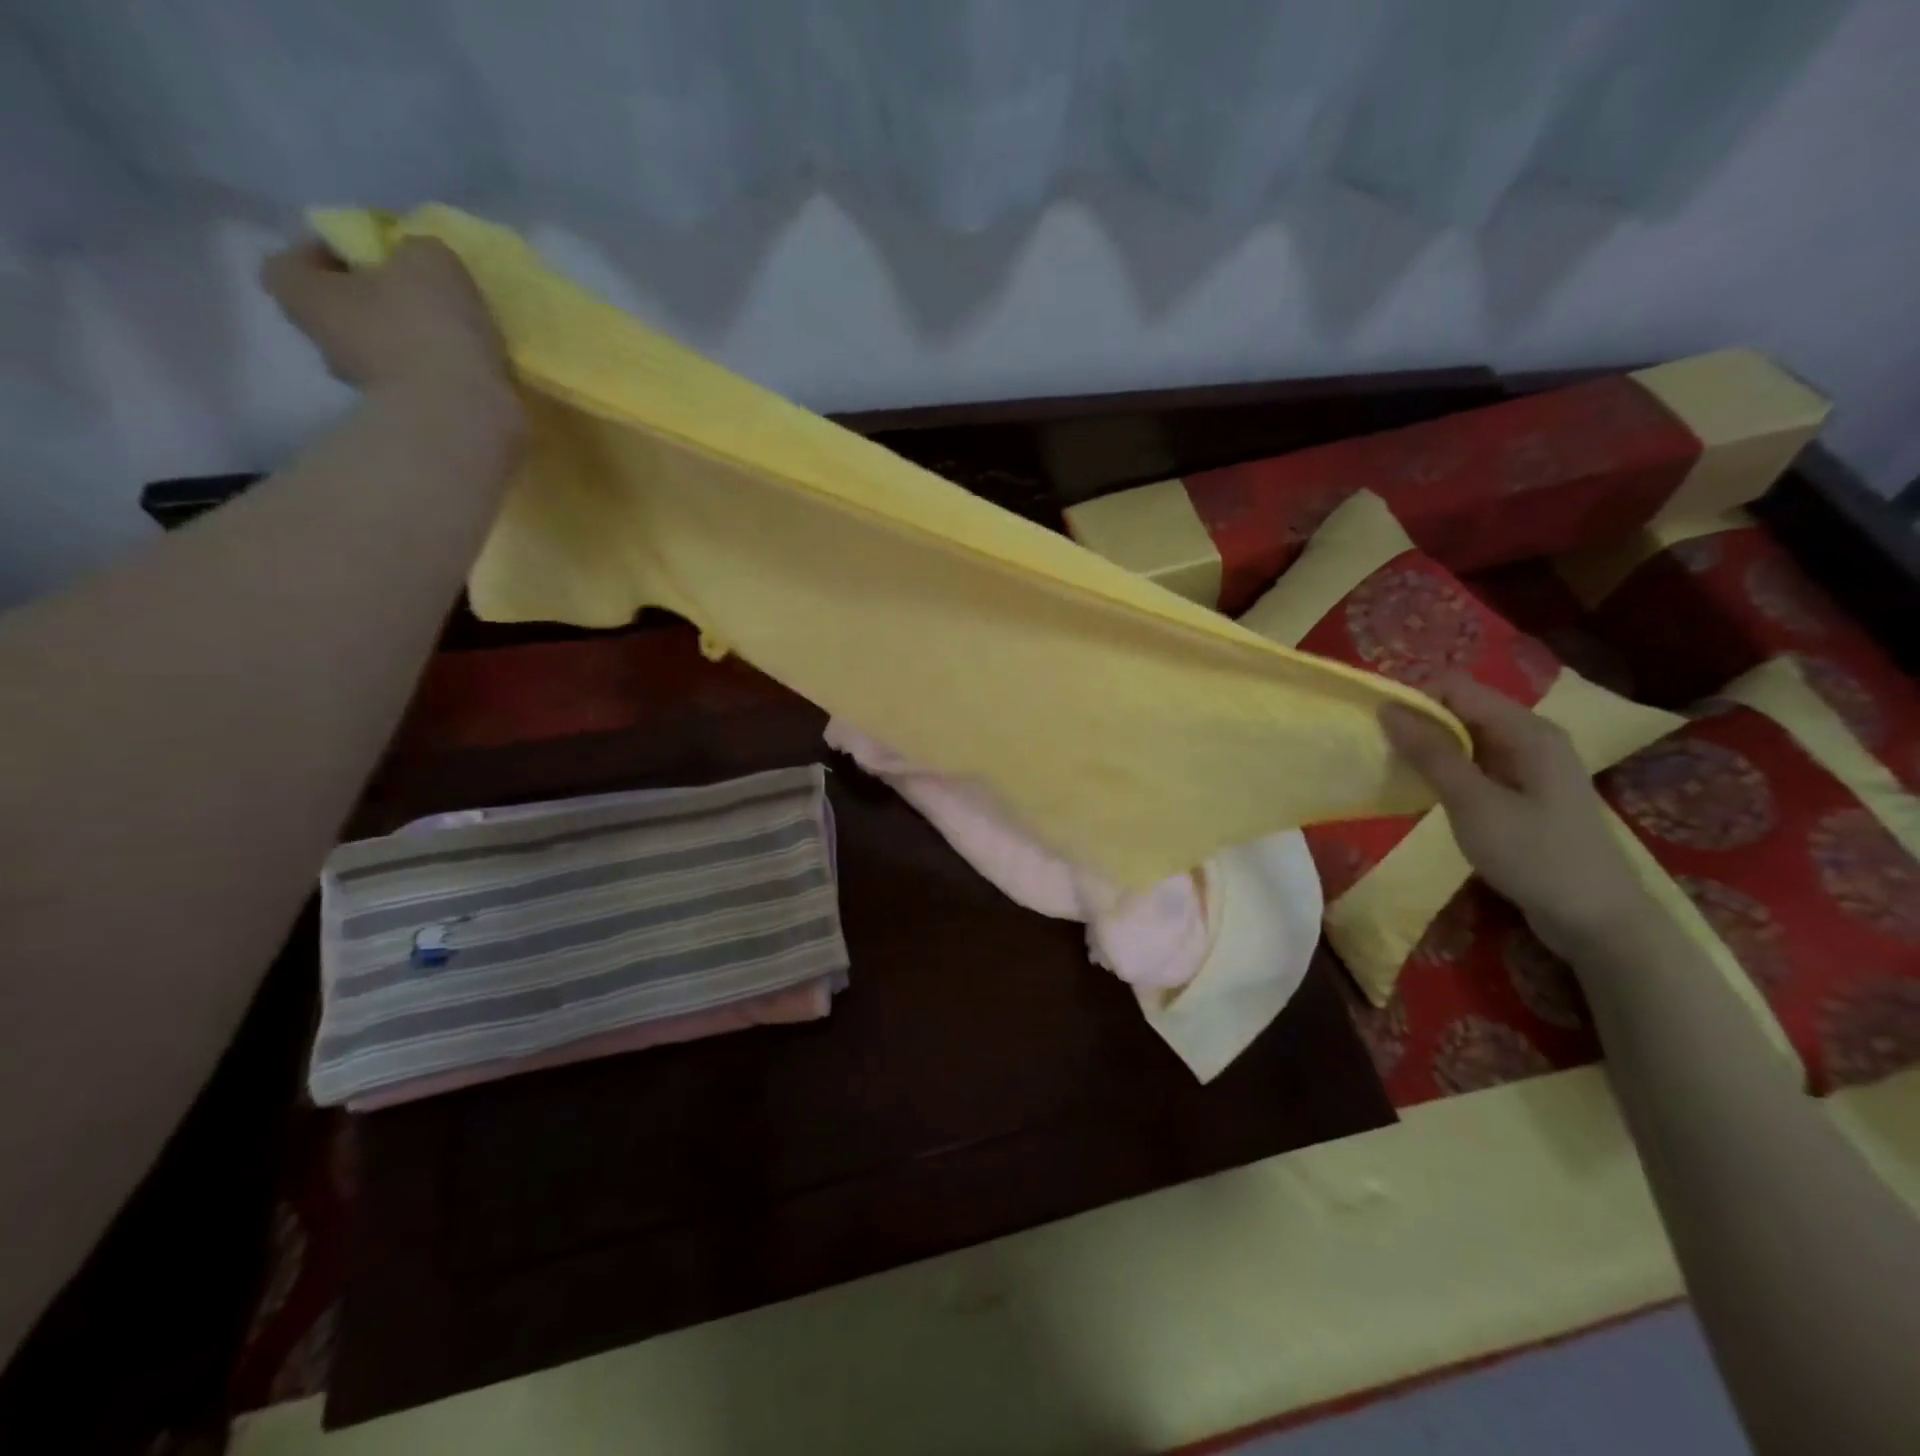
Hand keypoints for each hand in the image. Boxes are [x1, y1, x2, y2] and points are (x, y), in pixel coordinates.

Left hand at [262, 238, 511, 400]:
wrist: (465, 418)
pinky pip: (422, 383)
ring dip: (413, 341)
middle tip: (419, 293)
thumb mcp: (429, 260)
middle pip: (342, 311)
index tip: (369, 253)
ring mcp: (370, 390)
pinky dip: (442, 373)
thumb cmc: (428, 328)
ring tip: (457, 334)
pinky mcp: (413, 418)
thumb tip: (420, 263)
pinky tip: (473, 367)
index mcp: (305, 296)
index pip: (292, 263)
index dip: (327, 252)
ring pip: (384, 350)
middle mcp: (326, 345)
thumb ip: (417, 250)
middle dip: (376, 300)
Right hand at [1380, 673, 1647, 954]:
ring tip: (1400, 776)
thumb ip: (1431, 753)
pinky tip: (1429, 795)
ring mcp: (1531, 766)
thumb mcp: (1473, 803)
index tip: (1381, 733)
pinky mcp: (1525, 792)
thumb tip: (1388, 709)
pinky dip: (1447, 772)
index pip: (1456, 688)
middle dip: (1419, 726)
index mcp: (1527, 730)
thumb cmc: (1534, 856)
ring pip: (1466, 739)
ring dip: (1430, 751)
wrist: (1596, 920)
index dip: (1414, 702)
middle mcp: (1531, 737)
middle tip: (1385, 757)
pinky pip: (1476, 764)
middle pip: (1461, 710)